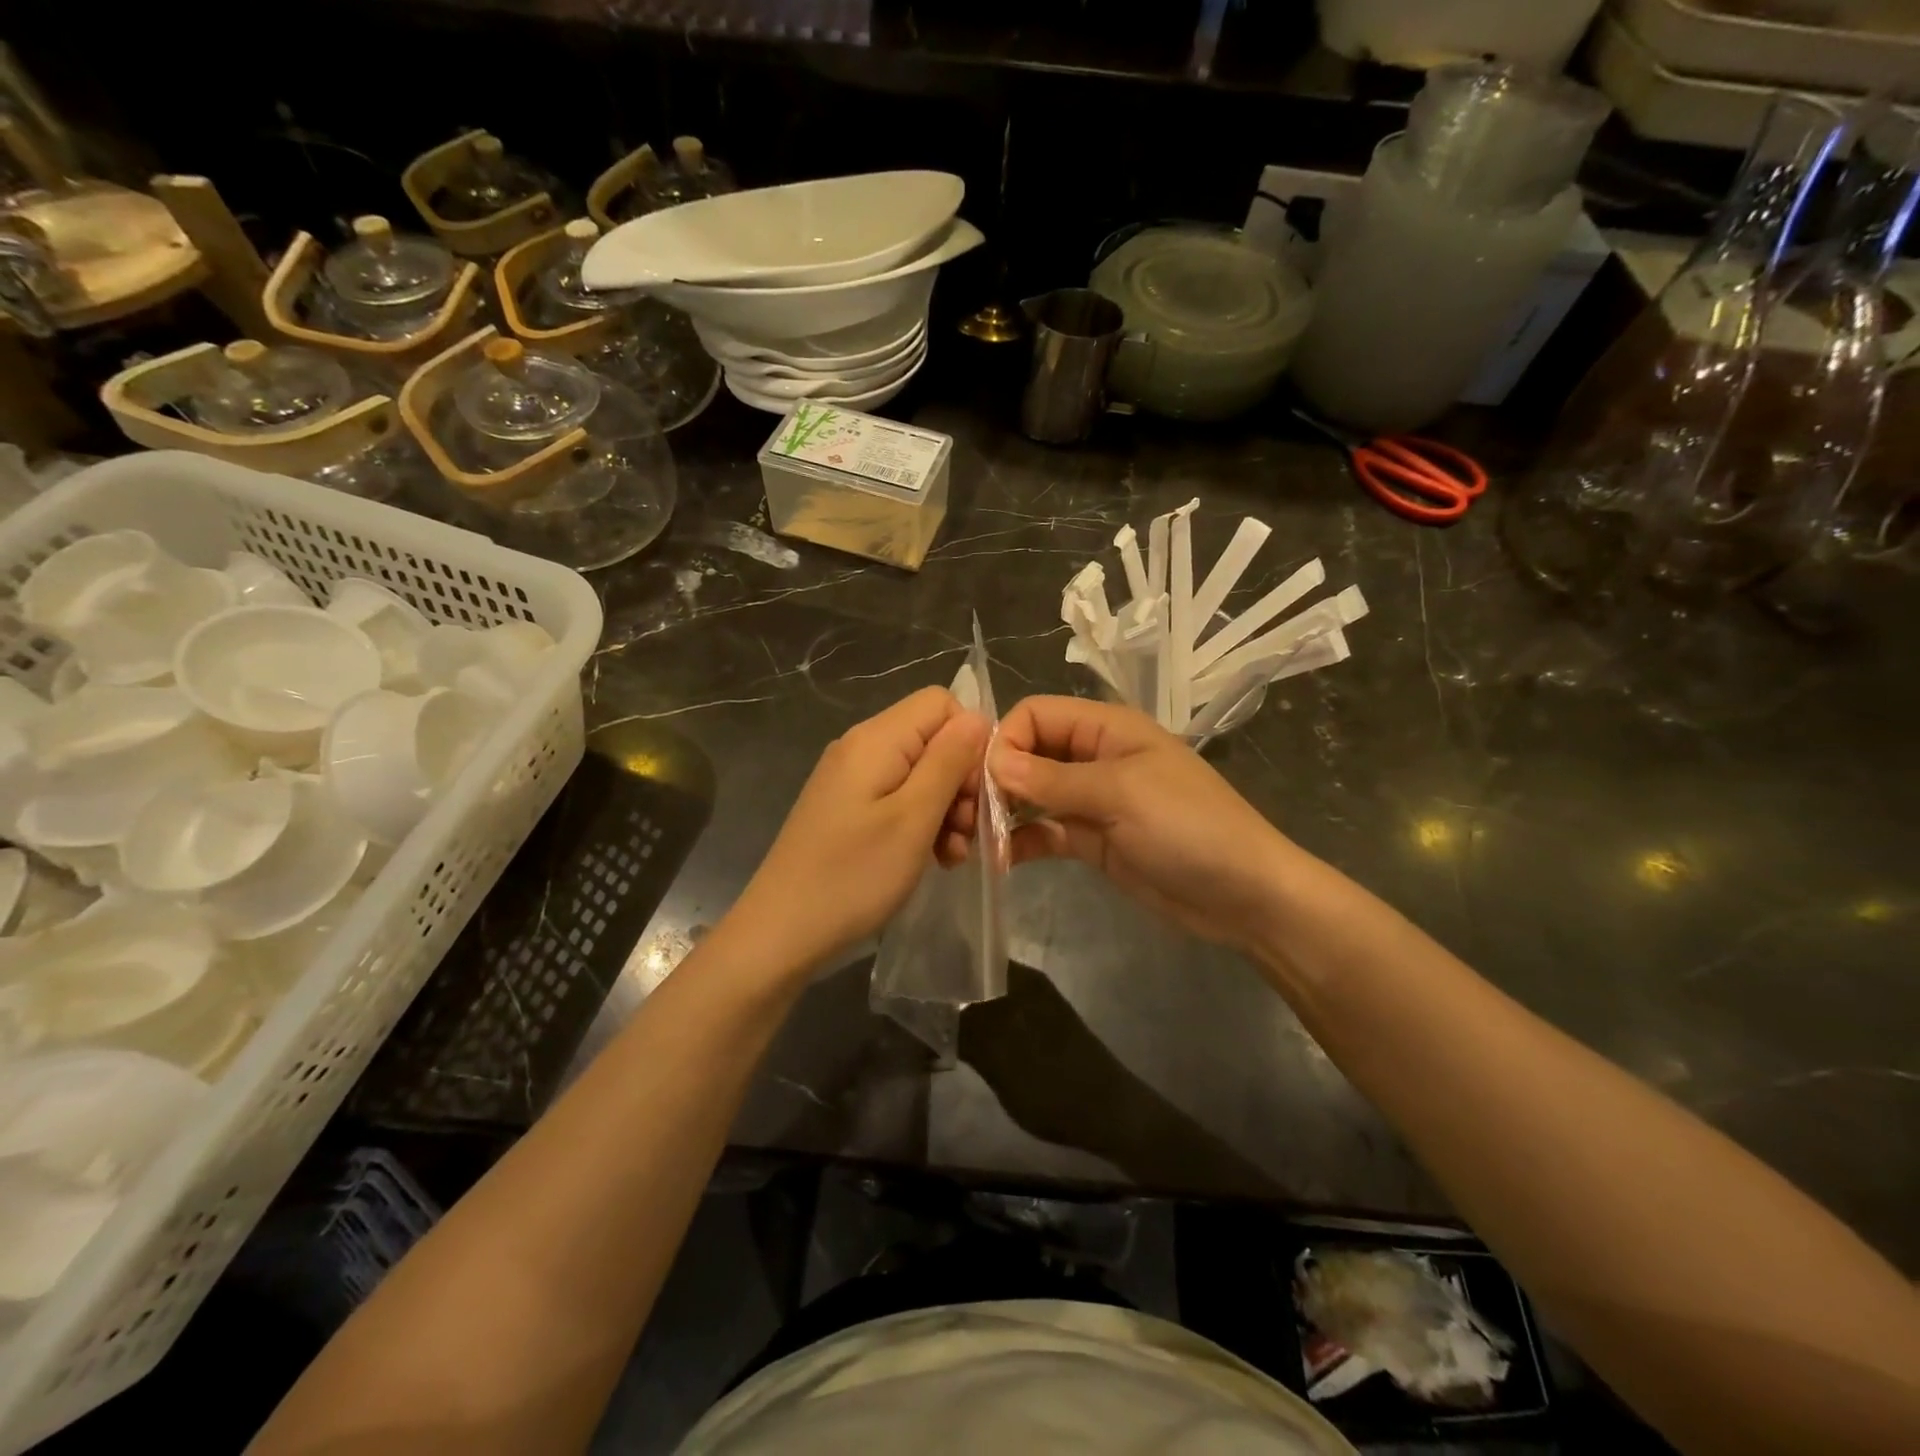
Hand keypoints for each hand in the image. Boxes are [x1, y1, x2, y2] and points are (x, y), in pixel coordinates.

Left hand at [734, 686, 987, 973]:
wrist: (780, 933)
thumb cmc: (853, 876)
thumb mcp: (913, 818)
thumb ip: (949, 761)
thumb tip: (977, 718)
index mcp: (876, 739)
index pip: (942, 703)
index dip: (970, 740)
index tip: (977, 792)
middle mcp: (861, 747)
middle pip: (932, 739)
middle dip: (961, 782)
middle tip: (967, 833)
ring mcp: (851, 779)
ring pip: (920, 772)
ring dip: (945, 809)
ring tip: (952, 854)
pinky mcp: (847, 807)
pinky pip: (898, 798)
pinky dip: (921, 822)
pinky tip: (932, 858)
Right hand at [990, 695, 1294, 954]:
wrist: (1244, 896)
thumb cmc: (1189, 827)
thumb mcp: (1121, 793)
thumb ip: (1053, 779)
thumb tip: (992, 763)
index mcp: (1106, 728)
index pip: (1036, 715)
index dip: (1006, 740)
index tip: (987, 781)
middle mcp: (1094, 757)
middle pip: (1029, 753)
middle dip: (998, 778)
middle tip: (971, 815)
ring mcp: (1092, 801)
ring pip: (1032, 795)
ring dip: (1004, 812)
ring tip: (976, 841)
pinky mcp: (1091, 840)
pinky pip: (1045, 832)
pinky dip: (1022, 841)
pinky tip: (1000, 860)